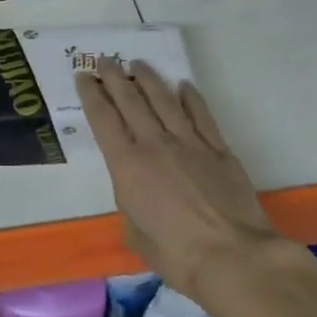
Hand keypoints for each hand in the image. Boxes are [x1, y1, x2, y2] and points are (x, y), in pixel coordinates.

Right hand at [75, 62, 293, 314]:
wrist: (232, 257)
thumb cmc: (175, 255)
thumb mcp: (134, 233)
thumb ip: (130, 204)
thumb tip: (138, 193)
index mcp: (127, 165)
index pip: (103, 118)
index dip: (91, 94)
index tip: (84, 76)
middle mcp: (154, 144)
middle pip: (131, 100)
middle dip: (115, 77)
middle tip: (105, 59)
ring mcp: (189, 143)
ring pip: (164, 99)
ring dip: (149, 78)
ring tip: (138, 64)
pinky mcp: (219, 149)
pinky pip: (201, 114)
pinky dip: (190, 97)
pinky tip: (183, 86)